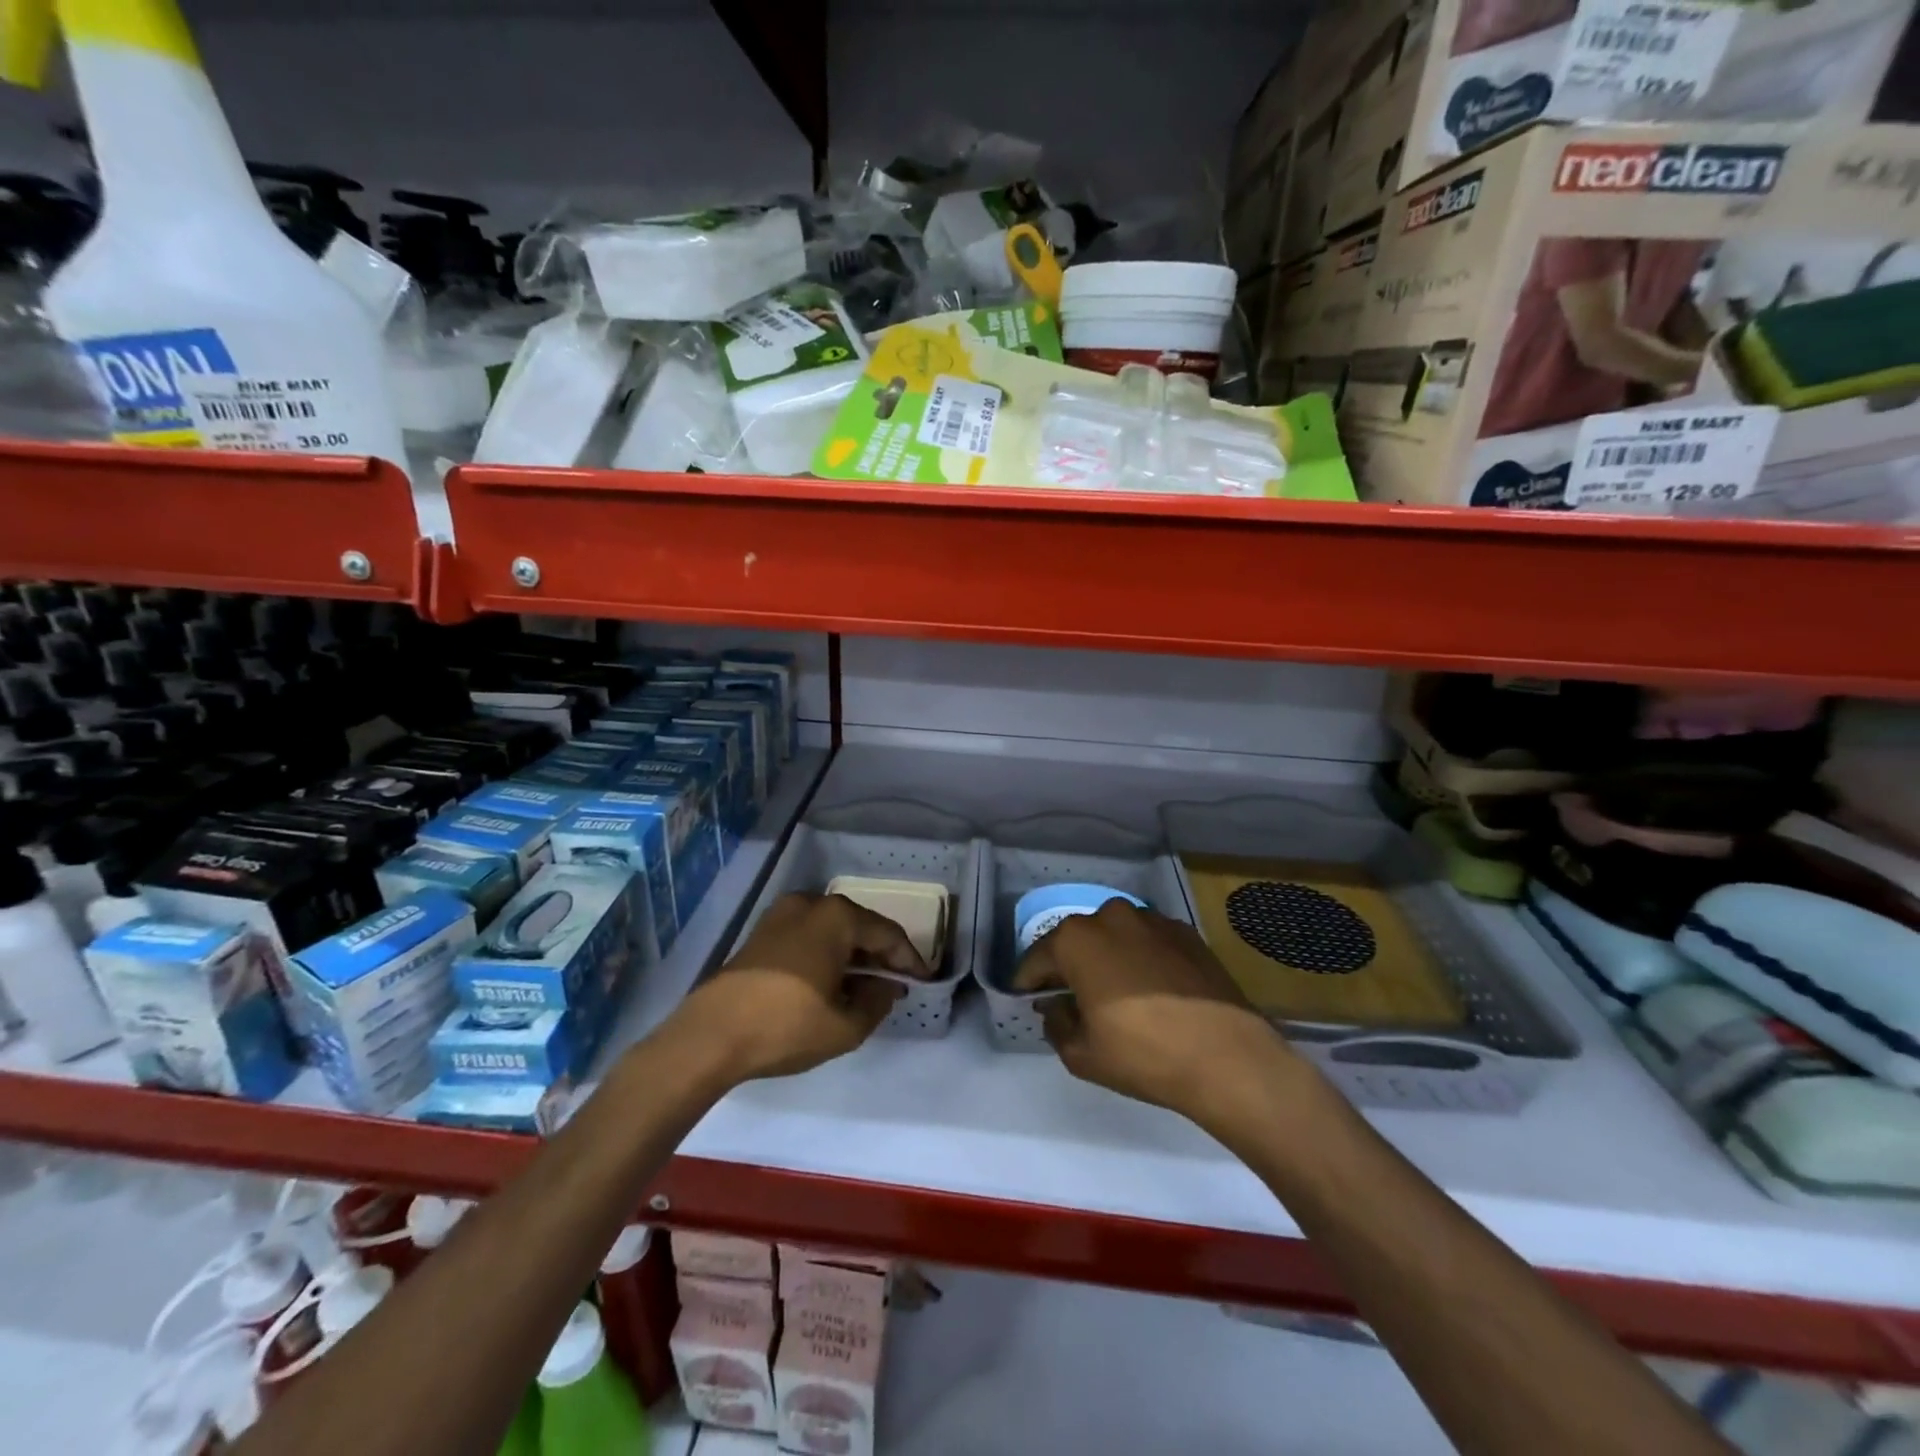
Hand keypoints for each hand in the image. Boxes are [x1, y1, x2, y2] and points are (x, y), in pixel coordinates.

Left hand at [666, 893, 925, 1084]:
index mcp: (837, 917)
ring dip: (853, 956)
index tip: (924, 982)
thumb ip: (877, 1003)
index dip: (910, 960)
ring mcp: (782, 914)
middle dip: (881, 956)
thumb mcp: (845, 1026)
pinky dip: (828, 954)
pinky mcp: (762, 932)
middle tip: (898, 984)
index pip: (888, 935)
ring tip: (868, 987)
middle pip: (860, 927)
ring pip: (833, 931)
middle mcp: (812, 904)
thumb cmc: (786, 1026)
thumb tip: (885, 987)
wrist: (711, 1035)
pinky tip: (833, 982)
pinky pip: (810, 936)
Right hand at [1013, 900, 1300, 1131]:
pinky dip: (1140, 958)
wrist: (1227, 1056)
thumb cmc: (1143, 1054)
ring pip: (1114, 936)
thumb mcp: (1082, 1054)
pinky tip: (1151, 988)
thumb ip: (1056, 1025)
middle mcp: (1110, 916)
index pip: (1037, 958)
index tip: (1026, 1000)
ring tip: (1113, 992)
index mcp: (1076, 940)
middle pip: (1076, 940)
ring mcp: (1152, 920)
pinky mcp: (1185, 932)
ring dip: (1106, 958)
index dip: (1027, 982)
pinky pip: (1148, 942)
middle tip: (1069, 998)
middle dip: (1067, 966)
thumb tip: (1056, 1008)